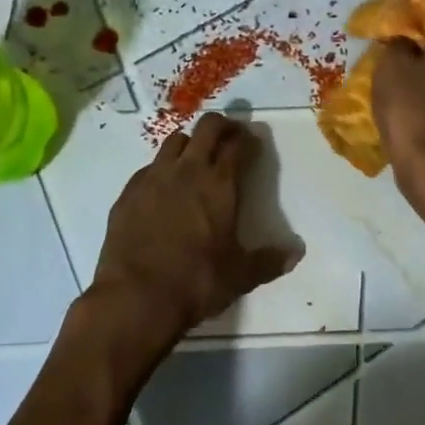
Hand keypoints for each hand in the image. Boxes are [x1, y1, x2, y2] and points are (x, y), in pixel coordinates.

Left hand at [87, 113, 300, 356]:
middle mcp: (187, 170)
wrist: (134, 298)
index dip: (248, 139)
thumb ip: (269, 261)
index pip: (237, 144)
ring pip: (175, 141)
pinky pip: (149, 167)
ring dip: (190, 143)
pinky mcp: (128, 192)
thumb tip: (296, 254)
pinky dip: (162, 169)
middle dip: (222, 126)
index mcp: (219, 183)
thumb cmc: (195, 282)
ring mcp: (153, 177)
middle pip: (207, 127)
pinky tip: (164, 190)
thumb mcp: (240, 276)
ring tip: (196, 160)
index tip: (253, 144)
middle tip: (230, 138)